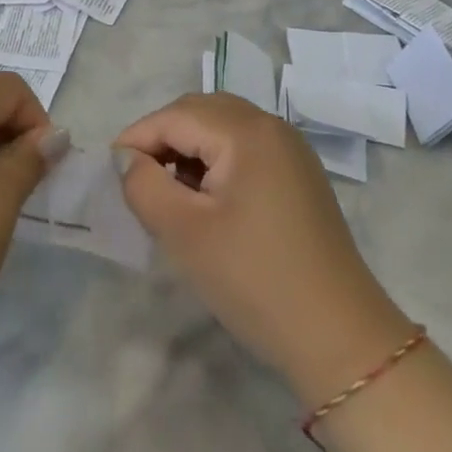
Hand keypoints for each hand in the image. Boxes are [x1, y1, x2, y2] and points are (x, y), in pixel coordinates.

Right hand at [114, 94, 410, 403]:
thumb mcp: (184, 233)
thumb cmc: (255, 280)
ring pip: (223, 127)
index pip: (175, 116)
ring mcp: (291, 150)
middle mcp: (271, 126)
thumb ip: (144, 185)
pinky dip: (217, 160)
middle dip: (163, 137)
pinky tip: (207, 198)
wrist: (341, 340)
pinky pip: (246, 147)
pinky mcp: (301, 176)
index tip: (110, 171)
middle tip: (138, 178)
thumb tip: (126, 160)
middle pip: (200, 111)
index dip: (137, 138)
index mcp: (246, 131)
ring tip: (169, 190)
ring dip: (189, 147)